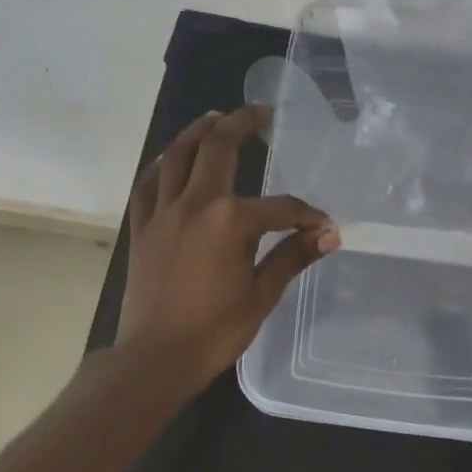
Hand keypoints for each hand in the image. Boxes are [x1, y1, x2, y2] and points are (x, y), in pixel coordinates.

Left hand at [117, 105, 339, 387]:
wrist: (154, 359)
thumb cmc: (214, 331)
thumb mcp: (261, 294)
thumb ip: (293, 256)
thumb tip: (329, 235)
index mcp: (230, 220)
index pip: (279, 206)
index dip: (305, 213)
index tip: (321, 225)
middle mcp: (195, 204)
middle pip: (218, 148)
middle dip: (242, 124)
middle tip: (260, 112)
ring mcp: (163, 212)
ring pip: (177, 156)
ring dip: (198, 131)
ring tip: (214, 117)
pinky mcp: (142, 228)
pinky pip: (149, 184)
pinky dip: (161, 165)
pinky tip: (170, 158)